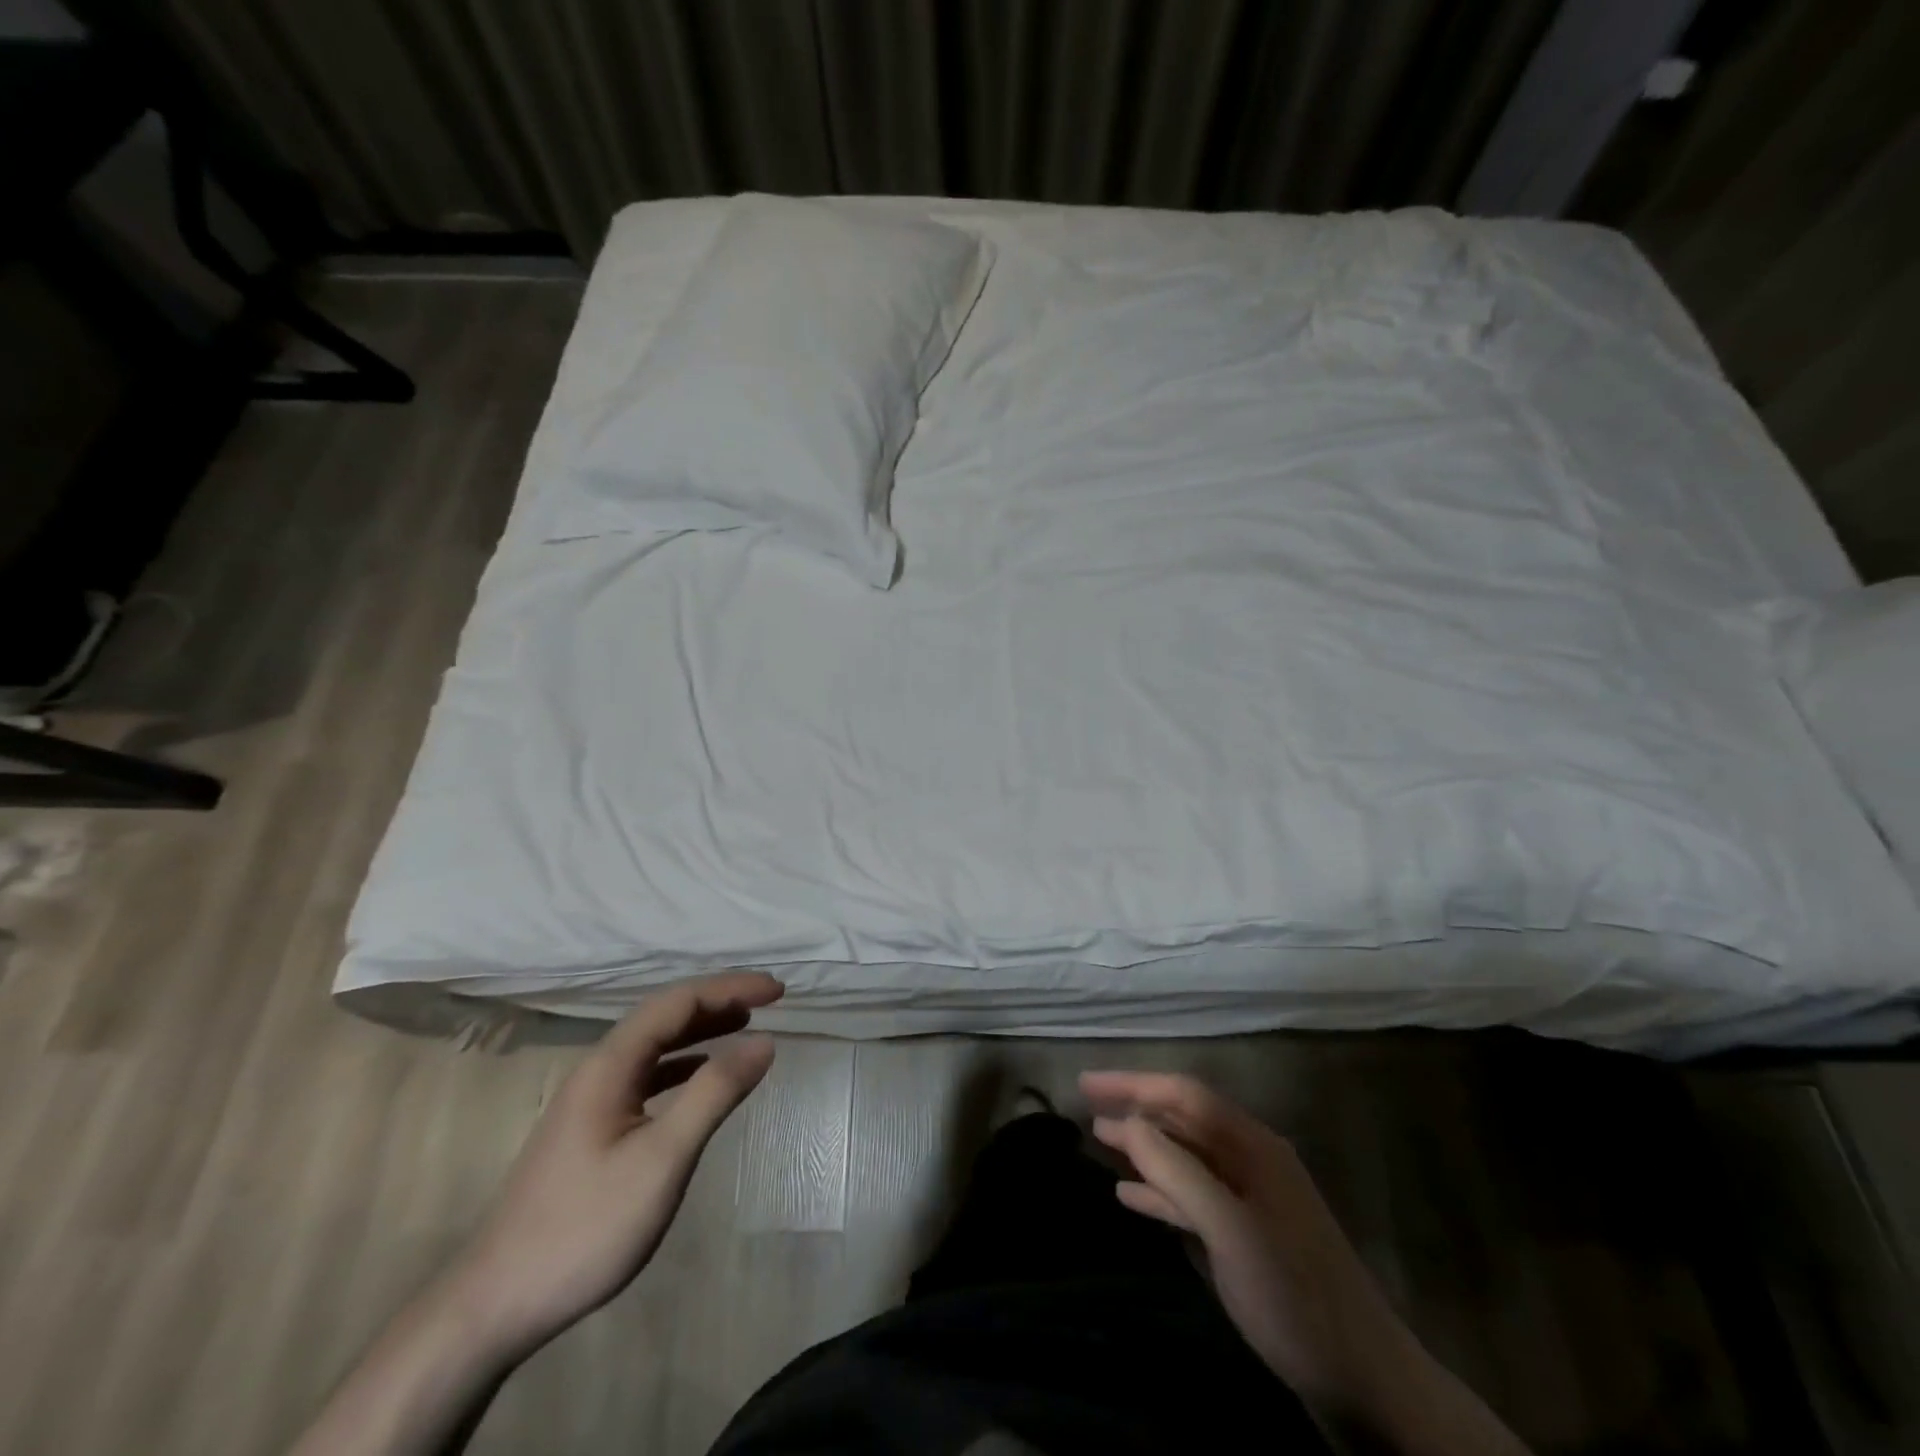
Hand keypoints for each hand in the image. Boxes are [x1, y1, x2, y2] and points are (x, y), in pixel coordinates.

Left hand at [449, 971, 782, 1356]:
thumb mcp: (661, 1159)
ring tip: (745, 1025)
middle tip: (770, 1001)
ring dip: (701, 1029)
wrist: (494, 1305)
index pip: (679, 1002)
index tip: (779, 991)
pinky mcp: (590, 1130)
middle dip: (718, 1000)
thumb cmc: (585, 1226)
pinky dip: (683, 1064)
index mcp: (610, 1064)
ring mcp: (591, 1100)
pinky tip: (701, 1076)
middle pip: (665, 1016)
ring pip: (654, 1045)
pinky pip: (646, 1075)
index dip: (731, 987)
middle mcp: (599, 1069)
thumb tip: (764, 1041)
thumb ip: (714, 1093)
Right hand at [1080, 1072, 1420, 1417]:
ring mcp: (1249, 1199)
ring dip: (1143, 1147)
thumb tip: (1128, 1122)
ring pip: (1185, 1157)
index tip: (1085, 1083)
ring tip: (1099, 1141)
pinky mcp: (1246, 1236)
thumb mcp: (1230, 1229)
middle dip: (1135, 1108)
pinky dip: (1159, 1190)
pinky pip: (1193, 1196)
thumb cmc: (1293, 1293)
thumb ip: (1177, 1171)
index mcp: (1252, 1144)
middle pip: (1182, 1119)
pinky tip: (1128, 1196)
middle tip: (1085, 1105)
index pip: (1183, 1094)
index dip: (1132, 1083)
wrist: (1364, 1381)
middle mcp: (1250, 1159)